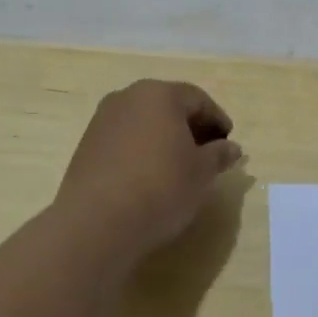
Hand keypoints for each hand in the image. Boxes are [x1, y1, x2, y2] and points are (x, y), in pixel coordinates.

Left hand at [58, 80, 242, 256]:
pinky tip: (150, 176)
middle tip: (208, 154)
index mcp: (160, 94)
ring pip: (145, 122)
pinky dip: (142, 150)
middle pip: (169, 106)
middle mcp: (128, 97)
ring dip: (165, 139)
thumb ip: (219, 155)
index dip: (218, 120)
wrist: (96, 222)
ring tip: (179, 168)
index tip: (229, 144)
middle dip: (191, 127)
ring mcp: (103, 120)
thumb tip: (231, 148)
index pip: (198, 99)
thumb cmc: (161, 187)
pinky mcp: (86, 145)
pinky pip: (125, 139)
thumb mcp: (202, 173)